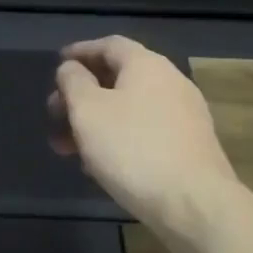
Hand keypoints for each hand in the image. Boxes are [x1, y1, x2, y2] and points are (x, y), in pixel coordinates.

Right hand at [49, 36, 237, 233]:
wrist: (198, 207)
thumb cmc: (134, 149)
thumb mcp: (87, 110)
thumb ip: (73, 82)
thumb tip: (72, 69)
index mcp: (147, 65)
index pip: (109, 45)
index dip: (80, 52)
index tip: (58, 64)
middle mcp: (170, 83)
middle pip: (118, 79)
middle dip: (81, 95)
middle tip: (54, 114)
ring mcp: (185, 117)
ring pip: (129, 110)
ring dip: (96, 123)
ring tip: (68, 149)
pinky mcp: (191, 149)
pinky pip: (145, 133)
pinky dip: (118, 140)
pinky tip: (99, 167)